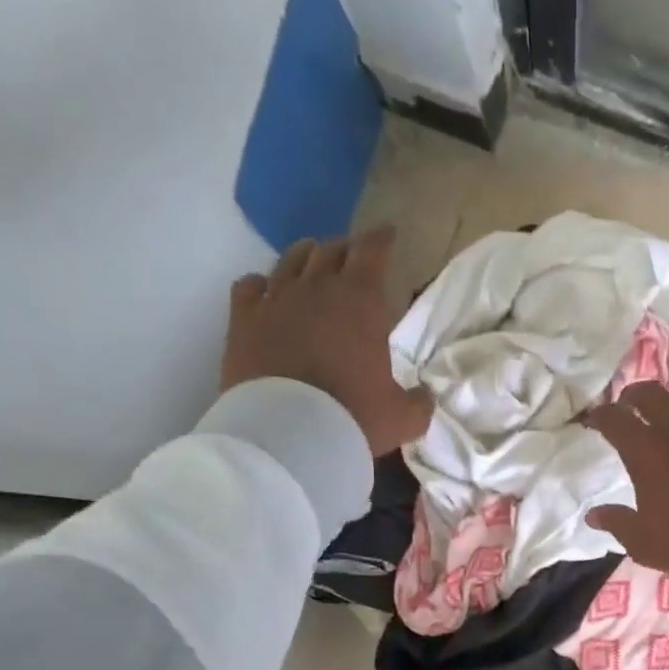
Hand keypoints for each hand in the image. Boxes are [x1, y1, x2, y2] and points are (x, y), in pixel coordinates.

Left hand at [221, 227, 433, 456]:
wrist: (289, 435)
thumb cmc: (354, 418)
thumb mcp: (403, 417)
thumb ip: (419, 401)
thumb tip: (424, 395)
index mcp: (361, 301)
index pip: (372, 251)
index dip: (381, 239)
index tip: (388, 234)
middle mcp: (317, 288)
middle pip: (331, 250)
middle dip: (346, 248)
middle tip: (354, 255)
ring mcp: (275, 300)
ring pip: (291, 260)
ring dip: (307, 256)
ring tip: (313, 261)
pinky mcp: (243, 319)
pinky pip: (250, 285)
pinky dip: (262, 283)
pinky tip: (266, 291)